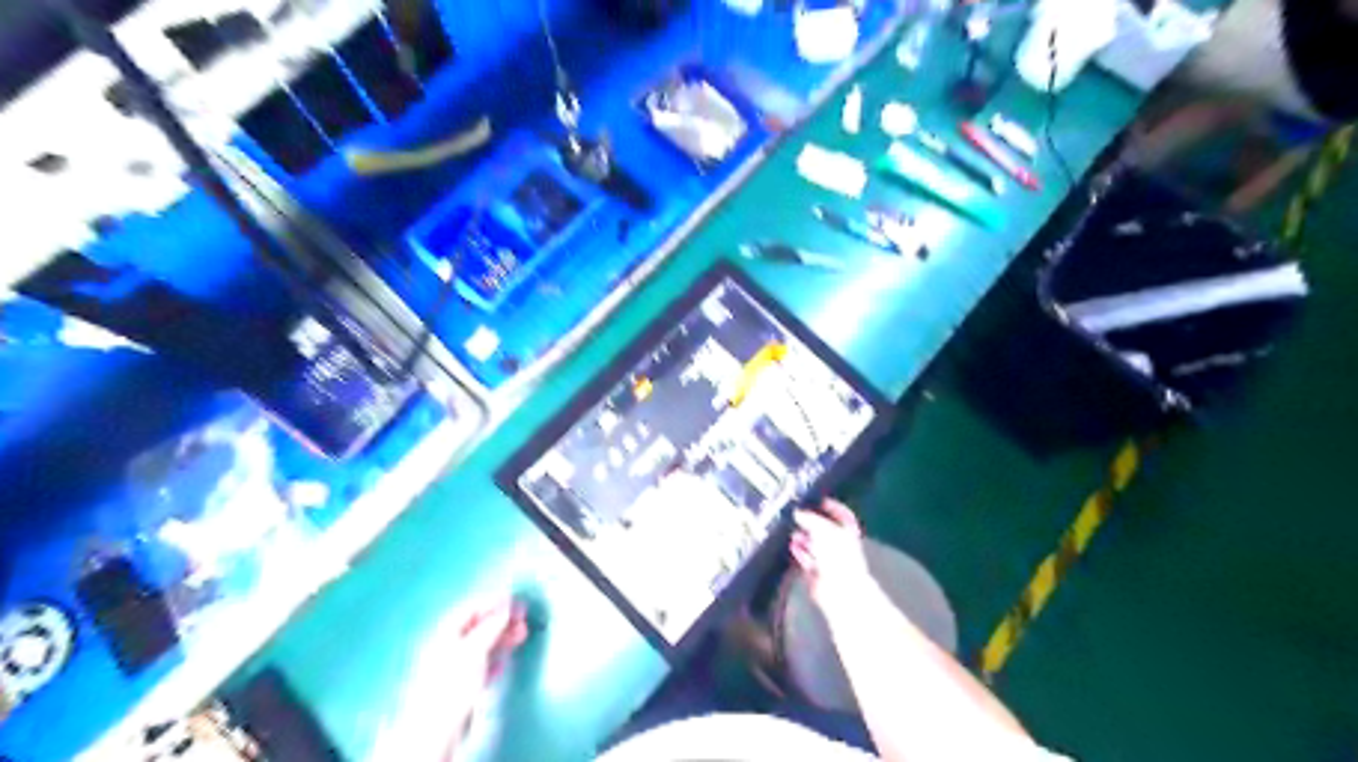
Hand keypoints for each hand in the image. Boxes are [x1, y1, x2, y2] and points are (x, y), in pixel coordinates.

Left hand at [378, 595, 532, 761]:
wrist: (437, 728)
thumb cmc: (450, 684)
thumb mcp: (474, 648)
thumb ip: (491, 626)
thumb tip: (505, 608)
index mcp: (445, 633)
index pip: (470, 608)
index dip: (493, 601)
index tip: (513, 598)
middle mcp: (447, 647)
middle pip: (477, 626)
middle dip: (501, 619)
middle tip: (522, 615)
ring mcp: (453, 667)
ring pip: (481, 644)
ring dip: (502, 637)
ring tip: (521, 633)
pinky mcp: (459, 687)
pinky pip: (481, 664)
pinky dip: (495, 658)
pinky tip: (503, 660)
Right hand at [793, 501, 875, 611]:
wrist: (838, 589)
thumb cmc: (837, 555)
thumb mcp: (822, 529)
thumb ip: (809, 519)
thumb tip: (798, 513)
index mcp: (847, 532)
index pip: (841, 515)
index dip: (831, 507)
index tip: (818, 500)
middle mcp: (839, 545)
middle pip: (824, 529)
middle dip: (810, 523)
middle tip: (796, 515)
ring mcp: (828, 560)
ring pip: (813, 544)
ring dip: (802, 537)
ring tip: (790, 530)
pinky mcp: (816, 573)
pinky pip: (805, 559)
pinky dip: (798, 552)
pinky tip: (791, 545)